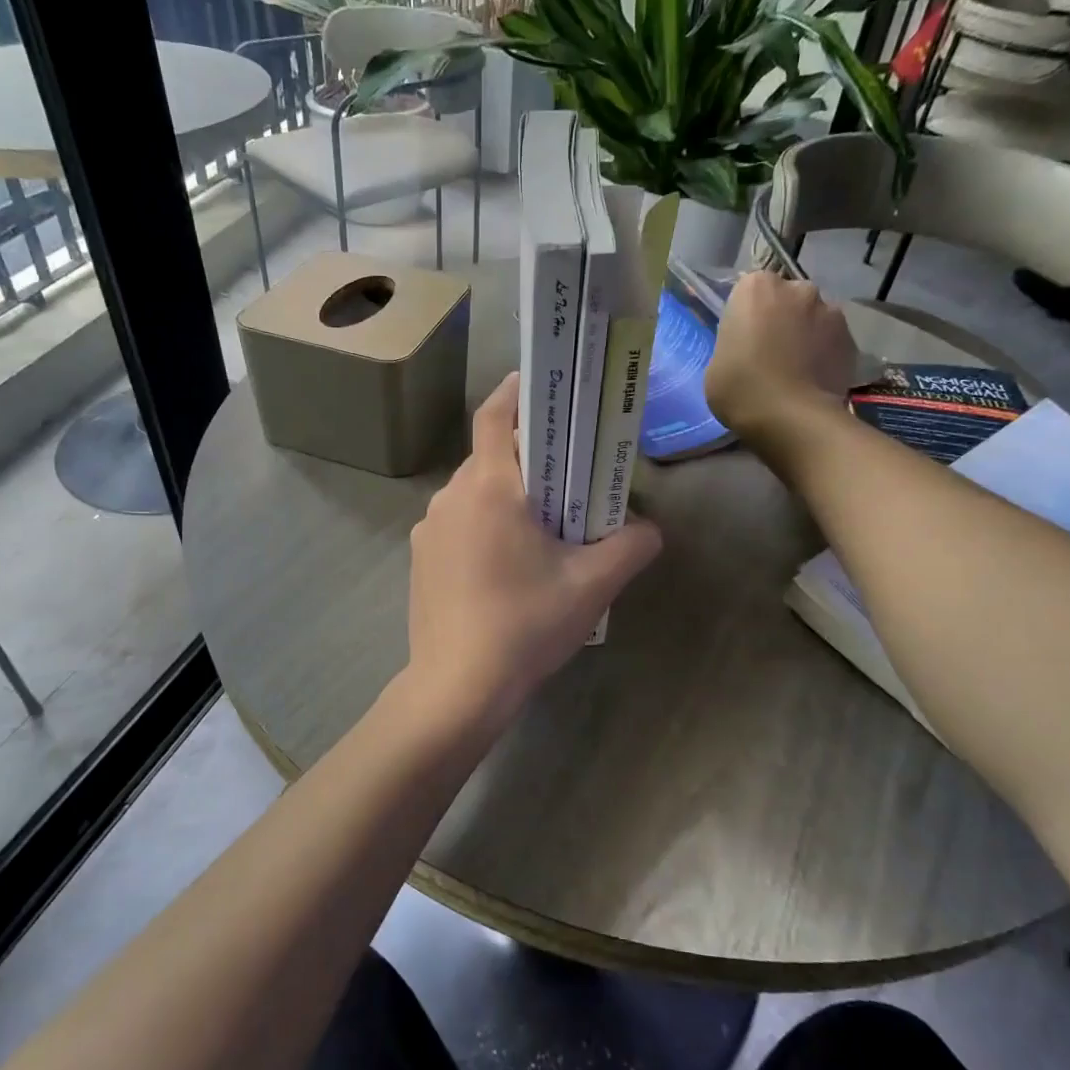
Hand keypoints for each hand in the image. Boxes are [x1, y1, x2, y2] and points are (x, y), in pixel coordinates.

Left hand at [404, 373, 661, 738]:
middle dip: (528, 456)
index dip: (518, 391)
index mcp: (489, 488)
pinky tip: (506, 563)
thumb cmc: (525, 624)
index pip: (496, 416)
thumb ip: (630, 546)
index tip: (543, 383)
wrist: (457, 686)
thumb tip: (650, 530)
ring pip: (472, 493)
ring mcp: (428, 530)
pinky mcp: (420, 559)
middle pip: (490, 456)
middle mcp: (450, 497)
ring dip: (505, 495)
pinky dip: (482, 525)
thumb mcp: (592, 585)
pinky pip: (457, 524)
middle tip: (567, 471)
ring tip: (541, 523)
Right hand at [704, 268, 860, 452]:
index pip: (749, 291)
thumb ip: (734, 342)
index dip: (746, 315)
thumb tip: (750, 346)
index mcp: (756, 288)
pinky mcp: (851, 337)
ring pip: (812, 317)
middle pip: (786, 298)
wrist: (791, 418)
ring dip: (805, 334)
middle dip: (780, 318)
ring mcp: (829, 310)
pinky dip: (824, 352)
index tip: (743, 338)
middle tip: (770, 352)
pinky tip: (814, 378)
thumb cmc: (740, 388)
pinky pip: (831, 340)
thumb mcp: (717, 363)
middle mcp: (797, 288)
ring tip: (796, 369)